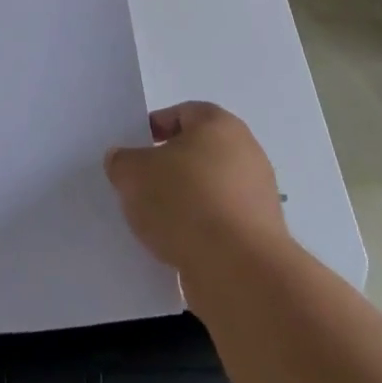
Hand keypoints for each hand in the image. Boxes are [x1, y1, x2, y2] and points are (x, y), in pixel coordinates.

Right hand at [105, 101, 287, 284]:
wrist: (238, 269)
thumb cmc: (185, 202)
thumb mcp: (133, 174)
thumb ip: (122, 161)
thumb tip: (123, 161)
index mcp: (219, 125)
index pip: (182, 113)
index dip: (154, 127)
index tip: (133, 151)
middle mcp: (246, 153)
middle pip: (197, 152)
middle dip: (167, 168)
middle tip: (139, 185)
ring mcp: (258, 195)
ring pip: (208, 189)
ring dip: (183, 201)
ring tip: (153, 221)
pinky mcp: (259, 234)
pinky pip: (219, 222)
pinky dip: (198, 229)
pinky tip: (176, 245)